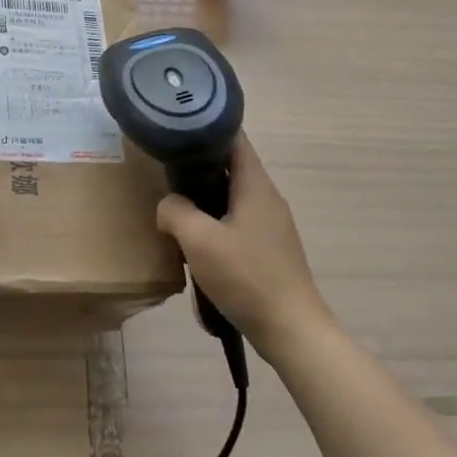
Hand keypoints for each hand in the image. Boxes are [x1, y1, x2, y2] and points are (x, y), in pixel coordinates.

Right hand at [154, 133, 330, 355]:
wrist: (291, 329)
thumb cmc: (246, 276)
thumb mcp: (199, 240)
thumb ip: (175, 211)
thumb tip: (168, 205)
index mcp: (255, 185)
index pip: (234, 138)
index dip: (207, 126)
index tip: (177, 126)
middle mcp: (267, 198)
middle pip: (230, 167)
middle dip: (198, 166)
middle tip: (165, 170)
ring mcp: (272, 225)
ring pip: (232, 198)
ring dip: (205, 199)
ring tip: (176, 208)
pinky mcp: (270, 250)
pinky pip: (237, 222)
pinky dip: (215, 223)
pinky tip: (197, 244)